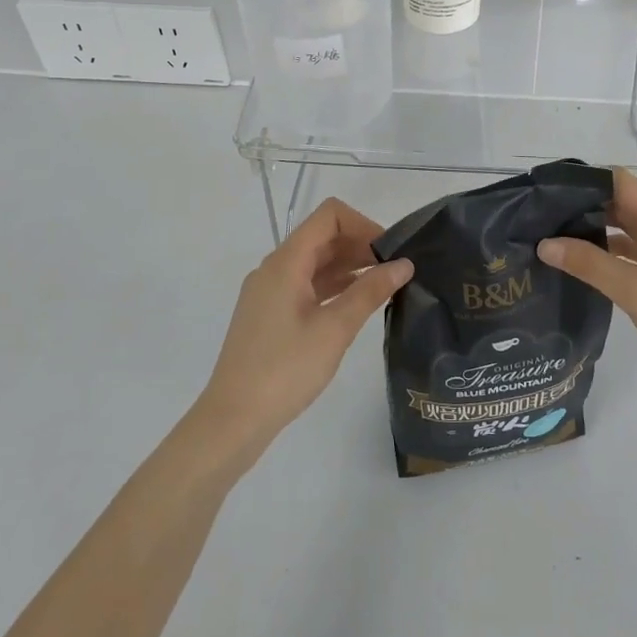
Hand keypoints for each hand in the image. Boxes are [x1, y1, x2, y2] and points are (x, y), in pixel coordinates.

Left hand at [194, 199, 412, 461]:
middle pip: (323, 237)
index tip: (390, 251)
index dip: (363, 224)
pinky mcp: (270, 313)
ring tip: (384, 286)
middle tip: (395, 270)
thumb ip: (370, 291)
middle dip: (360, 245)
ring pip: (315, 262)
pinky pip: (306, 284)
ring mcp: (269, 291)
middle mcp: (275, 268)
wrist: (233, 420)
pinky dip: (334, 286)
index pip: (329, 216)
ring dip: (349, 266)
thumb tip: (404, 264)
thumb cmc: (285, 369)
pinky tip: (357, 304)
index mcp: (286, 262)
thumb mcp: (335, 329)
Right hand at [538, 170, 636, 406]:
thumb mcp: (636, 291)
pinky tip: (583, 269)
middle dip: (583, 210)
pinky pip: (636, 255)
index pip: (619, 181)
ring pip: (628, 232)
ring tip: (553, 243)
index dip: (583, 183)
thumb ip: (589, 264)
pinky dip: (611, 257)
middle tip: (540, 222)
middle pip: (622, 205)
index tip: (547, 194)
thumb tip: (544, 244)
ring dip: (595, 235)